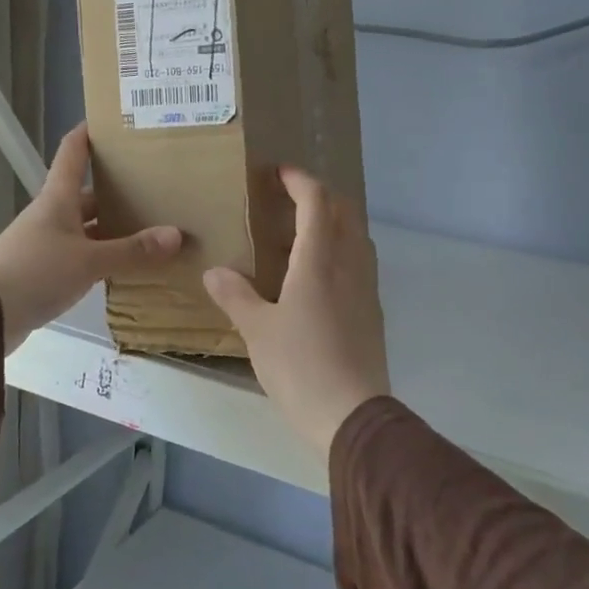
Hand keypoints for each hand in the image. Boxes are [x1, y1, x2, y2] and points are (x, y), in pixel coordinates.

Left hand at [0, 124, 180, 353]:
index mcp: (58, 199)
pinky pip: (83, 256)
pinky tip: (127, 265)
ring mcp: (47, 243)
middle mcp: (52, 215)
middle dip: (117, 189)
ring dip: (113, 228)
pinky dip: (104, 257)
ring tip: (151, 226)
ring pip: (87, 228)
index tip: (112, 122)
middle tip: (154, 186)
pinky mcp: (45, 271)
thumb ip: (131, 251)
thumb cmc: (35, 272)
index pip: (73, 153)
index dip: (88, 133)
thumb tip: (176, 234)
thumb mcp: (89, 261)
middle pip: (86, 194)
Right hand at [202, 168, 389, 456]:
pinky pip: (360, 265)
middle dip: (321, 197)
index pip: (317, 202)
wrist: (352, 415)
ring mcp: (366, 289)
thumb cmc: (300, 366)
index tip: (280, 173)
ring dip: (334, 224)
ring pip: (357, 238)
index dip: (300, 181)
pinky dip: (341, 253)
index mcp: (320, 261)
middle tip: (291, 201)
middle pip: (345, 212)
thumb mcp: (257, 331)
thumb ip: (236, 296)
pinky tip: (317, 278)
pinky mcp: (372, 313)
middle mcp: (350, 266)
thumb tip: (215, 272)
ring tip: (301, 237)